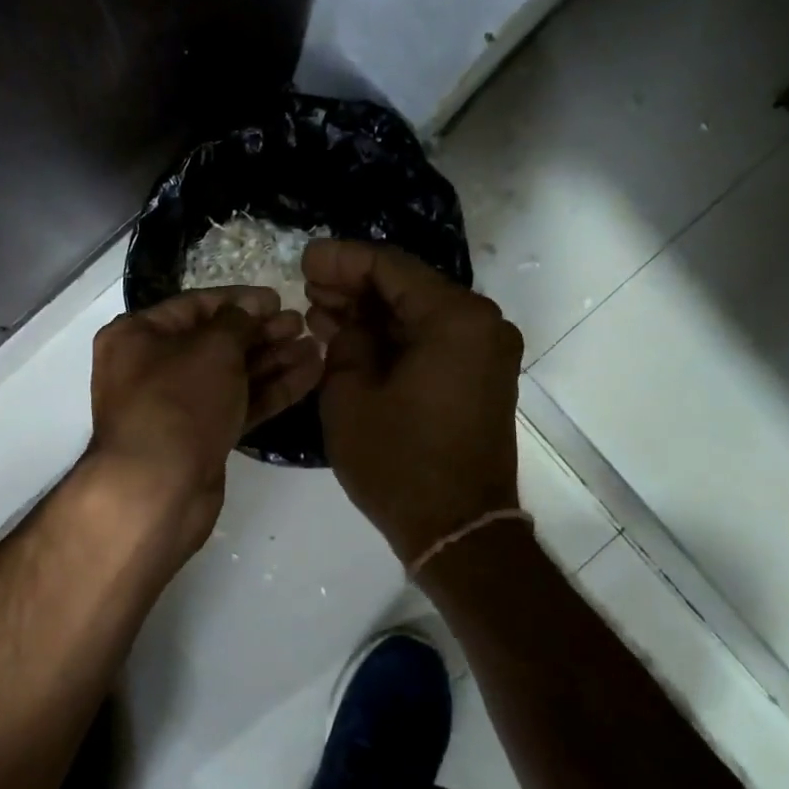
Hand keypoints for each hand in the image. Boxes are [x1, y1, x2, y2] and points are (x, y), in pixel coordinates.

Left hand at [87, 286, 323, 557]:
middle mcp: (152, 367)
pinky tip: (310, 375)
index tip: (277, 299)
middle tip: (301, 324)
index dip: (239, 301)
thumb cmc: (178, 402)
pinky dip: (271, 391)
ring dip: (273, 361)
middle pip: (216, 342)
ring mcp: (178, 406)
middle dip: (261, 333)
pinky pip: (238, 404)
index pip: (195, 306)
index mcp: (137, 336)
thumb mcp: (211, 349)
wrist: (159, 488)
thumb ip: (237, 322)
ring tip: (315, 347)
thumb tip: (251, 309)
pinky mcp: (201, 437)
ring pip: (231, 375)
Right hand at [304, 240, 522, 563]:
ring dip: (371, 312)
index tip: (304, 258)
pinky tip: (351, 338)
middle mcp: (481, 324)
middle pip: (408, 287)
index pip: (390, 267)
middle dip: (354, 285)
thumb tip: (348, 318)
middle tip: (307, 284)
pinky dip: (393, 338)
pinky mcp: (479, 377)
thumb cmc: (398, 462)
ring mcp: (485, 352)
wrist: (457, 529)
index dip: (341, 259)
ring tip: (320, 310)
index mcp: (455, 318)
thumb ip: (346, 339)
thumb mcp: (350, 395)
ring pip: (418, 315)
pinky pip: (431, 341)